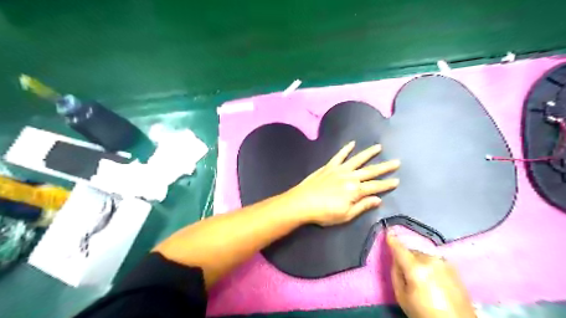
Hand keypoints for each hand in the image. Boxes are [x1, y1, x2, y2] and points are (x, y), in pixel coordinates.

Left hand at [286, 142, 399, 225]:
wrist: (302, 202)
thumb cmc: (324, 213)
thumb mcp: (346, 215)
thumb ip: (362, 206)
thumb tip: (378, 199)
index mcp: (355, 191)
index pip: (375, 187)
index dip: (387, 184)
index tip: (397, 180)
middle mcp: (350, 177)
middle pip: (370, 171)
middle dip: (384, 167)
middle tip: (396, 161)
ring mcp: (339, 170)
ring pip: (357, 160)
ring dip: (368, 153)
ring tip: (378, 147)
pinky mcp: (329, 166)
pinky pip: (339, 156)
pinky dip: (346, 149)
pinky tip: (352, 143)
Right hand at [387, 231, 474, 317]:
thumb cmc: (425, 312)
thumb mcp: (402, 297)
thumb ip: (396, 274)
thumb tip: (396, 260)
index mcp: (416, 268)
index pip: (400, 249)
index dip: (392, 239)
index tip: (387, 230)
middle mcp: (430, 260)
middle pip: (412, 252)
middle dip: (407, 258)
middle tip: (407, 274)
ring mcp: (444, 263)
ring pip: (423, 256)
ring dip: (418, 262)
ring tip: (421, 279)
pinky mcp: (453, 267)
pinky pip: (433, 261)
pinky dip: (429, 265)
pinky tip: (432, 279)